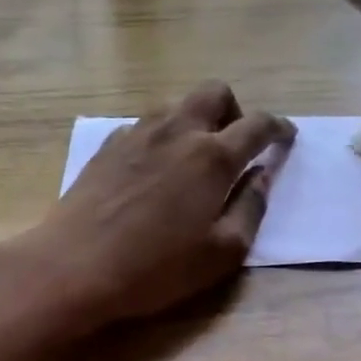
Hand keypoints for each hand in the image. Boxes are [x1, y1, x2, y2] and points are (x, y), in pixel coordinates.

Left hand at [7, 81, 294, 333]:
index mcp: (212, 156)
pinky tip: (154, 170)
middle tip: (235, 147)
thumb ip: (251, 208)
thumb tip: (263, 176)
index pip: (258, 125)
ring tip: (193, 159)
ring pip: (177, 105)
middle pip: (215, 92)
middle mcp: (176, 131)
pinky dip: (161, 137)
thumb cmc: (155, 268)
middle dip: (235, 111)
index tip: (286, 137)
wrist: (73, 267)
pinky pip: (145, 125)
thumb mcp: (222, 252)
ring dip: (195, 121)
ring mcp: (137, 134)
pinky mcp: (107, 146)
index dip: (278, 128)